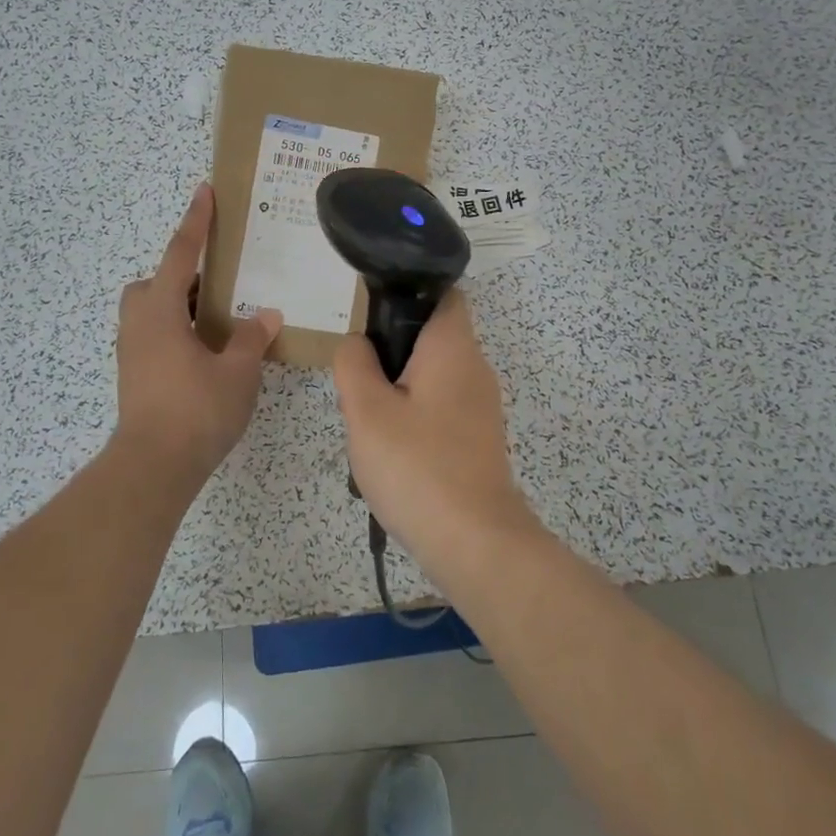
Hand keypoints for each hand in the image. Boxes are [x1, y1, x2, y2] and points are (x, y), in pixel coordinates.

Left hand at [115, 184, 282, 487]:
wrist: (153, 467)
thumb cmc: (196, 411)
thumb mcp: (236, 372)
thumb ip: (251, 338)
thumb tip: (265, 315)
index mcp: (161, 312)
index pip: (179, 254)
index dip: (195, 222)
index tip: (204, 191)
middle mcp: (138, 325)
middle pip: (153, 283)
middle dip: (179, 274)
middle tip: (216, 285)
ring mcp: (131, 352)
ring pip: (150, 311)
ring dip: (177, 305)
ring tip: (216, 320)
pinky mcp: (133, 376)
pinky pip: (153, 335)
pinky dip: (175, 330)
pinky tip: (204, 353)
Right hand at [332, 289, 529, 557]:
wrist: (474, 542)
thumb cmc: (417, 466)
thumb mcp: (366, 410)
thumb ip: (354, 364)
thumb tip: (358, 343)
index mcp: (453, 347)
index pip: (443, 293)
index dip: (407, 294)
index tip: (371, 318)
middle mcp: (475, 368)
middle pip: (430, 338)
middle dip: (390, 353)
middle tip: (358, 383)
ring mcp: (481, 406)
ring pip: (431, 377)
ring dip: (398, 390)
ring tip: (368, 422)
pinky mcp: (479, 438)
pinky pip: (440, 409)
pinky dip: (414, 418)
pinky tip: (391, 452)